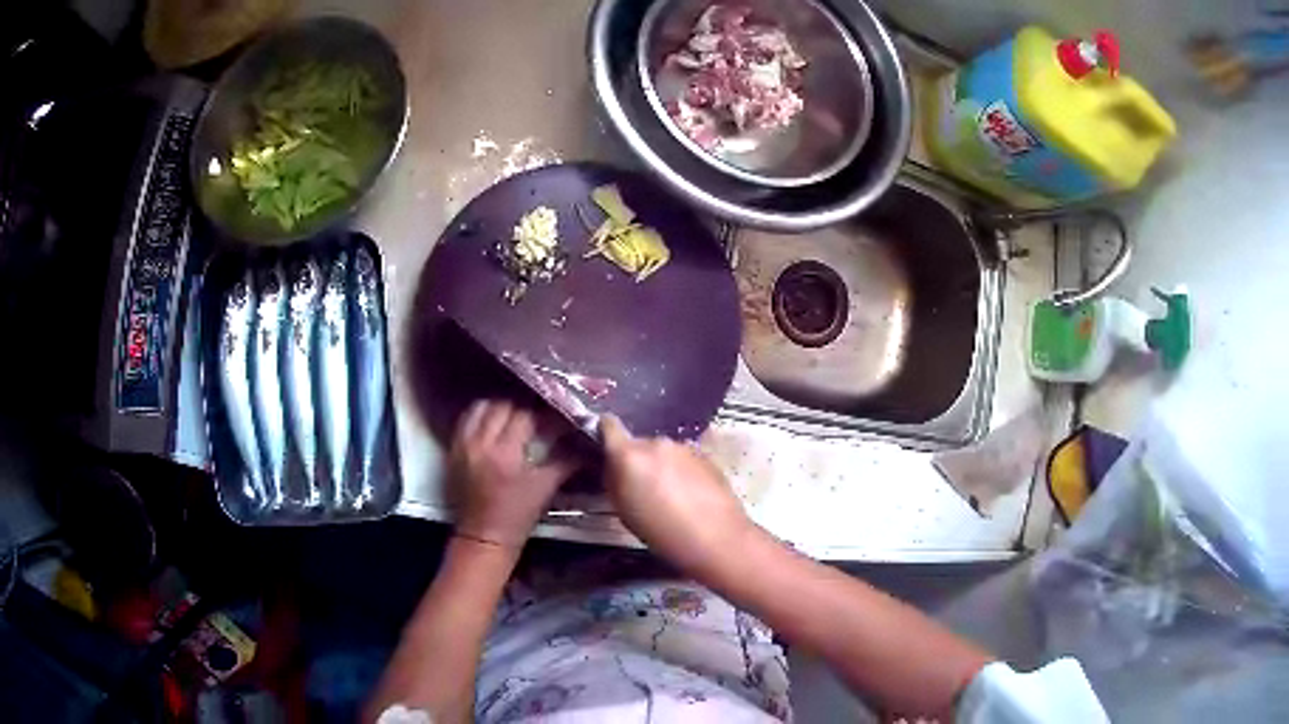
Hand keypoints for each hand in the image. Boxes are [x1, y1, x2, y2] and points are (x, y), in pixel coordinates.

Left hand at [449, 401, 577, 547]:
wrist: (483, 537)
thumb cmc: (517, 516)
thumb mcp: (545, 488)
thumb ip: (565, 461)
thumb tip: (585, 444)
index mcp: (505, 453)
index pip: (526, 416)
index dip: (545, 415)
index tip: (559, 416)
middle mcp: (481, 443)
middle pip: (503, 406)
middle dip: (523, 407)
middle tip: (538, 415)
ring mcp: (463, 444)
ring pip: (481, 407)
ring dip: (499, 406)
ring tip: (514, 414)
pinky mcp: (453, 449)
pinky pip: (466, 420)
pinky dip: (481, 415)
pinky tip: (493, 422)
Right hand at [600, 415, 754, 576]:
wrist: (716, 538)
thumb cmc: (661, 532)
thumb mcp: (623, 511)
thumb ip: (615, 481)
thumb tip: (614, 468)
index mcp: (629, 454)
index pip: (608, 425)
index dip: (604, 433)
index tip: (605, 449)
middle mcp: (656, 442)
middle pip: (638, 444)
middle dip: (637, 460)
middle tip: (641, 487)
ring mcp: (684, 447)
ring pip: (663, 452)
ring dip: (661, 466)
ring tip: (669, 496)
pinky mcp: (706, 456)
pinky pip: (684, 460)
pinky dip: (681, 472)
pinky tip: (689, 496)